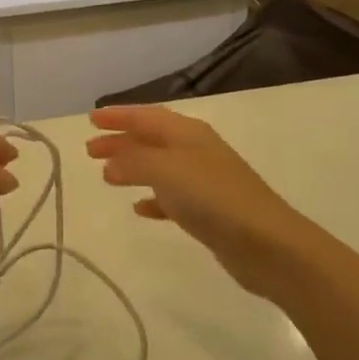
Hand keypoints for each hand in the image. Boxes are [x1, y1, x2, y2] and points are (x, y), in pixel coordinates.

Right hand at [87, 106, 312, 299]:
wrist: (267, 243)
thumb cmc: (213, 197)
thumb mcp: (165, 171)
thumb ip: (134, 161)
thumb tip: (111, 161)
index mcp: (187, 133)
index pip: (146, 116)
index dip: (119, 116)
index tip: (91, 119)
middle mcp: (196, 151)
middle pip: (151, 140)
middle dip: (121, 141)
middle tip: (90, 150)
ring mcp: (204, 181)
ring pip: (159, 167)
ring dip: (133, 168)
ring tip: (106, 176)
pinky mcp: (209, 212)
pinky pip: (172, 197)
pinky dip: (153, 198)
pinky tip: (139, 208)